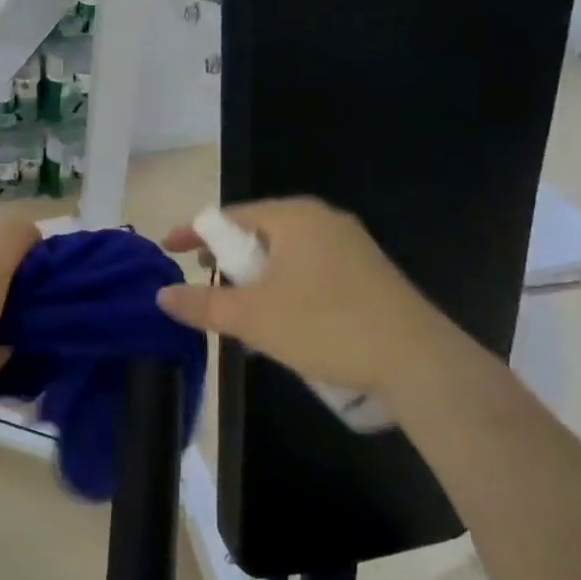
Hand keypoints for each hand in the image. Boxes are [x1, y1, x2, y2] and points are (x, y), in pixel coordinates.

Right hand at [156, 197, 455, 402]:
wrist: (419, 363)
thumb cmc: (324, 326)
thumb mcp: (251, 318)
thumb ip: (202, 304)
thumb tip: (161, 295)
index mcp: (294, 217)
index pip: (229, 216)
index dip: (194, 233)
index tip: (167, 249)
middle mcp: (323, 221)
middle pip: (258, 233)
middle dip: (227, 259)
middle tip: (204, 284)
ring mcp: (351, 247)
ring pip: (285, 256)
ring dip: (256, 280)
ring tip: (240, 312)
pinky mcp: (369, 275)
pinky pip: (310, 272)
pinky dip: (285, 289)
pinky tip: (282, 323)